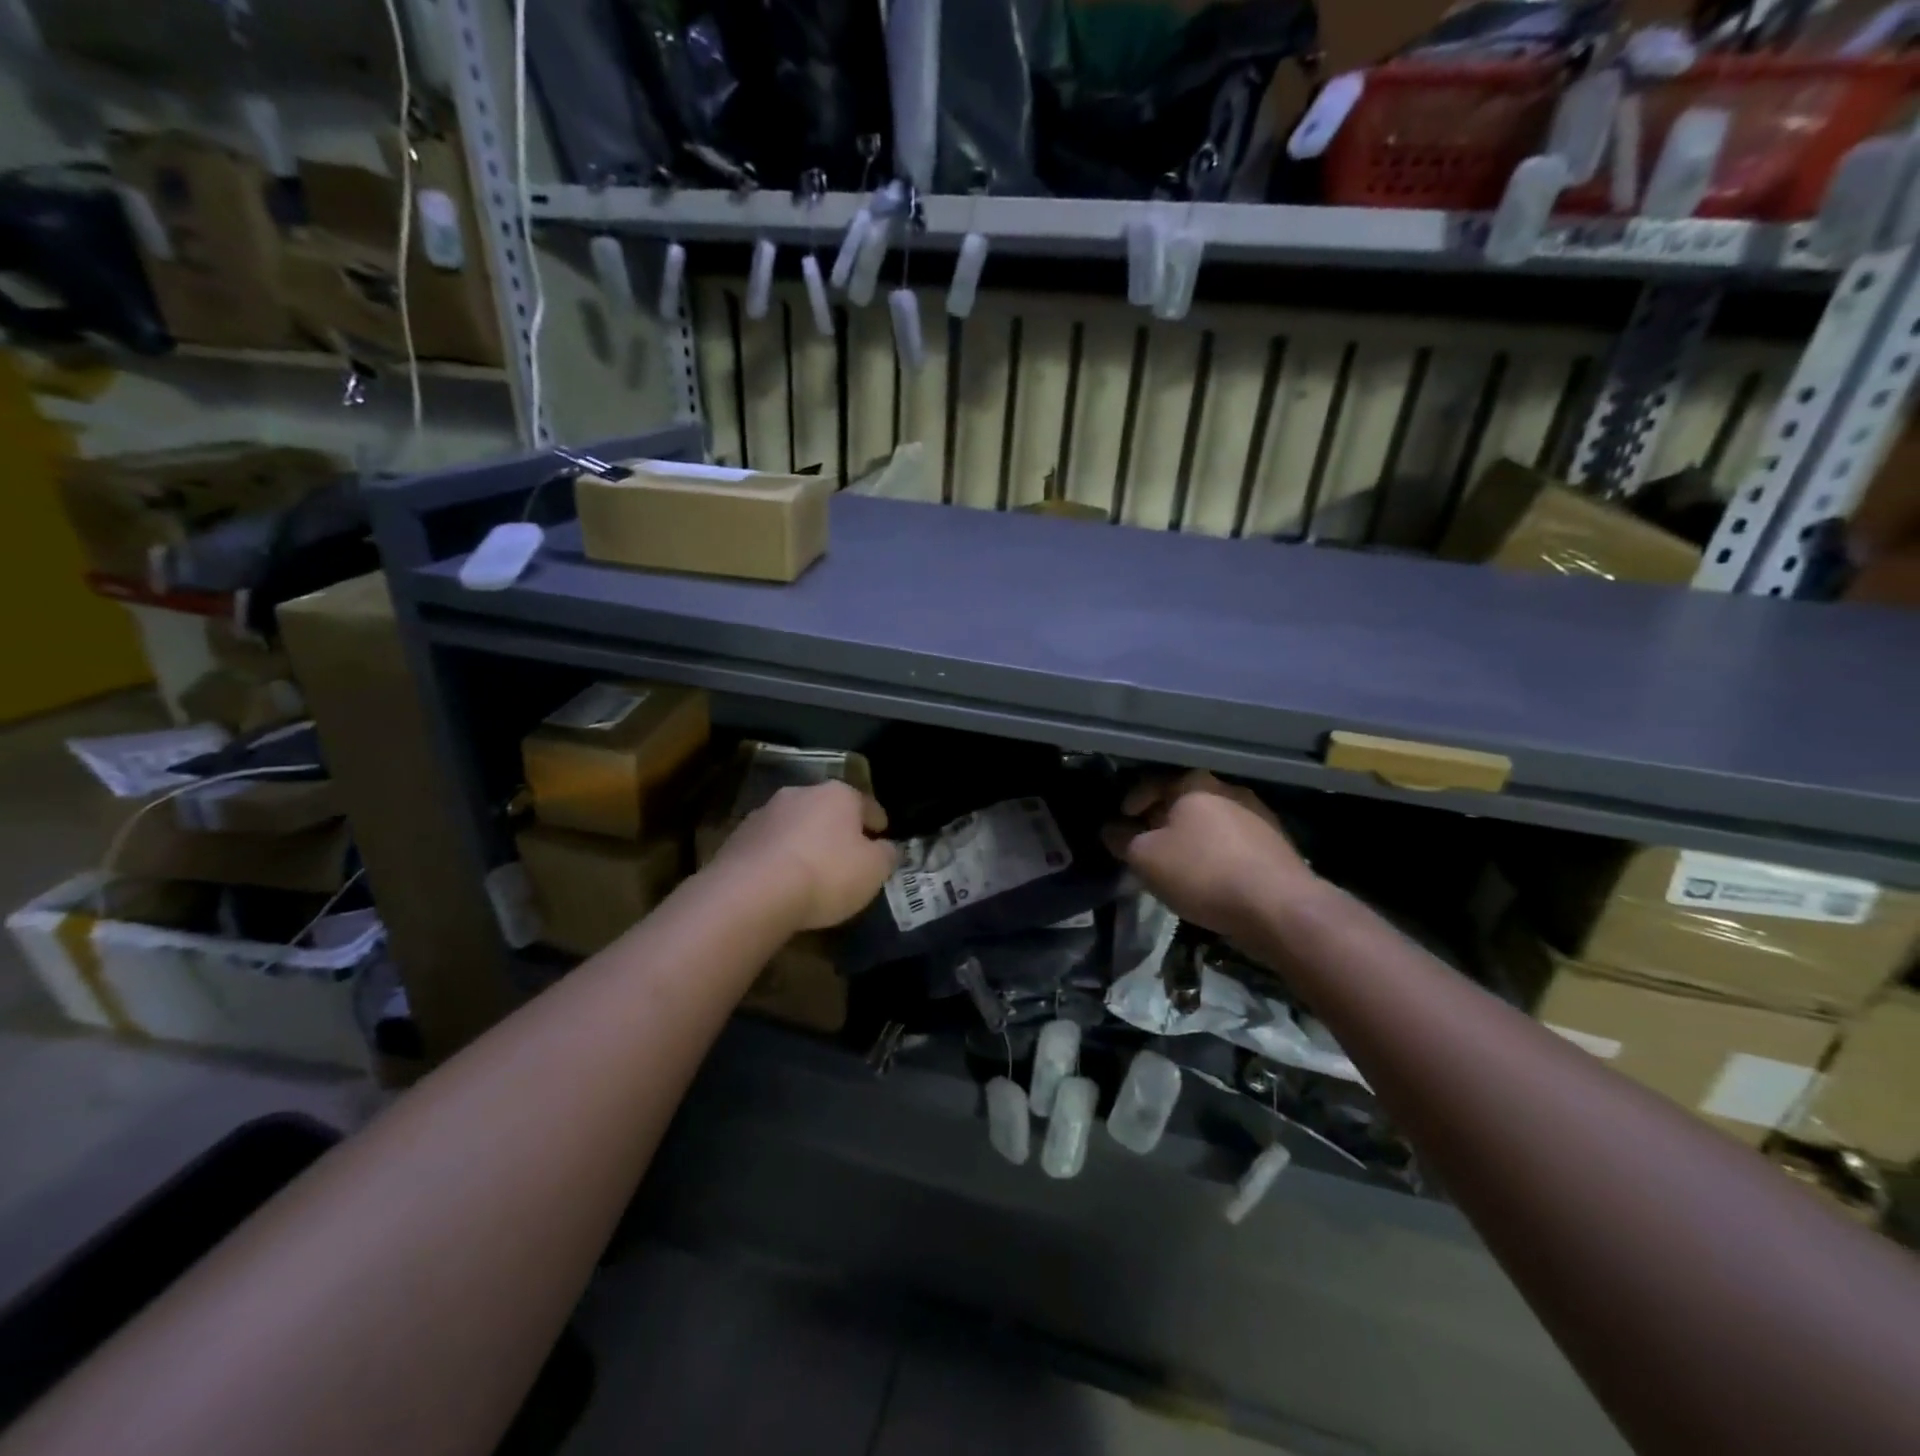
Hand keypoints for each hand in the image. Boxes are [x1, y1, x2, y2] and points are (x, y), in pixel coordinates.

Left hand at [712, 781, 897, 931]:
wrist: (752, 893)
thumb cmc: (826, 874)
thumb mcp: (874, 870)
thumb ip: (886, 855)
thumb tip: (886, 848)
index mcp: (838, 794)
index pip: (866, 803)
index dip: (876, 820)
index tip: (882, 832)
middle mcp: (800, 793)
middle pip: (827, 809)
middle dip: (837, 828)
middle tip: (847, 853)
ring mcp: (764, 813)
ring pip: (795, 825)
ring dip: (805, 840)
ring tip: (811, 869)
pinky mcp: (737, 838)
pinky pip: (769, 846)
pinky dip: (778, 857)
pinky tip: (782, 880)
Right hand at [1103, 770, 1311, 939]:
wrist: (1279, 907)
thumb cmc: (1203, 873)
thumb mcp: (1146, 859)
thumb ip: (1122, 840)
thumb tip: (1110, 830)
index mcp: (1195, 784)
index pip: (1153, 782)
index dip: (1132, 800)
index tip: (1121, 820)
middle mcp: (1228, 790)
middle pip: (1184, 800)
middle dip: (1162, 819)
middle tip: (1147, 843)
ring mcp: (1258, 816)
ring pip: (1212, 822)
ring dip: (1192, 838)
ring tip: (1178, 863)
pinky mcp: (1277, 844)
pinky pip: (1234, 842)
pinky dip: (1216, 853)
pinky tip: (1211, 876)